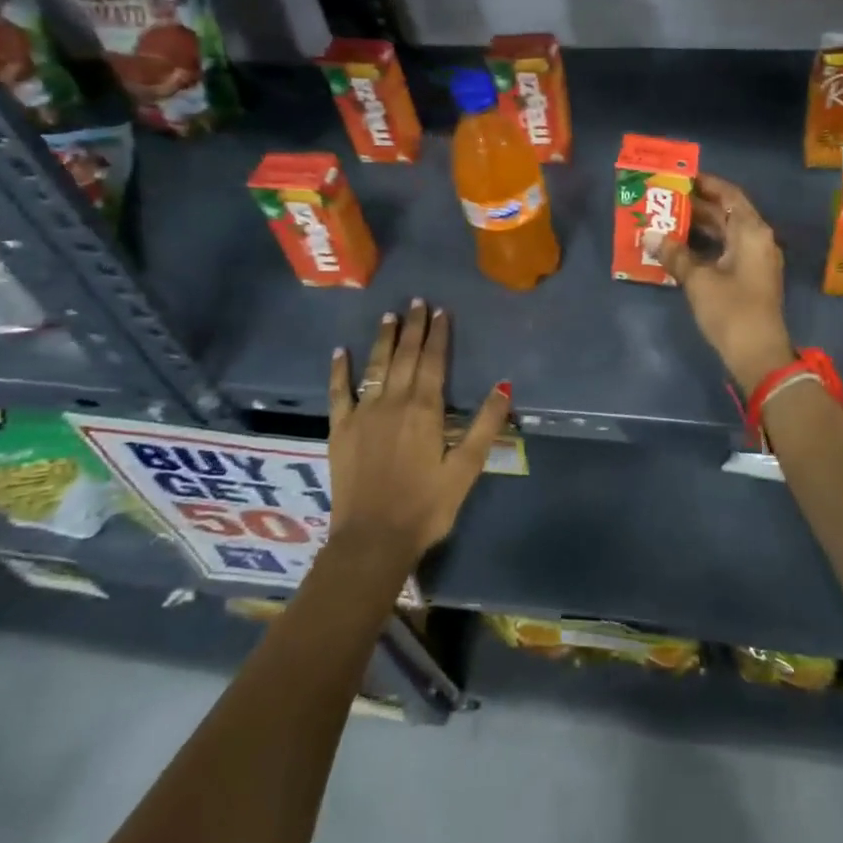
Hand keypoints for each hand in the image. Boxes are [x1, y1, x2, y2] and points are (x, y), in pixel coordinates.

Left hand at [327, 300, 510, 569]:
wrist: (372, 541)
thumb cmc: (426, 507)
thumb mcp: (465, 469)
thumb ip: (485, 425)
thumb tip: (504, 385)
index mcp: (425, 410)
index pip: (433, 361)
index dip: (438, 334)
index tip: (441, 311)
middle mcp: (393, 402)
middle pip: (405, 356)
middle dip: (413, 327)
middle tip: (417, 302)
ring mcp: (363, 414)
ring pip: (375, 366)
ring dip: (384, 339)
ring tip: (390, 315)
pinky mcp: (340, 430)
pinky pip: (338, 392)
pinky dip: (339, 370)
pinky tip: (340, 351)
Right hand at [646, 172, 795, 394]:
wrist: (759, 355)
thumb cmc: (731, 310)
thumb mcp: (698, 280)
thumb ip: (675, 254)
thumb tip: (650, 235)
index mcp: (752, 231)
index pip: (729, 194)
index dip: (706, 184)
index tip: (681, 177)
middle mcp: (758, 240)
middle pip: (727, 213)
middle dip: (697, 206)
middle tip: (665, 199)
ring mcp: (756, 261)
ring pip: (726, 234)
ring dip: (699, 227)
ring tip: (667, 220)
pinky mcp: (750, 279)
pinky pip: (726, 251)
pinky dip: (705, 246)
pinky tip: (680, 249)